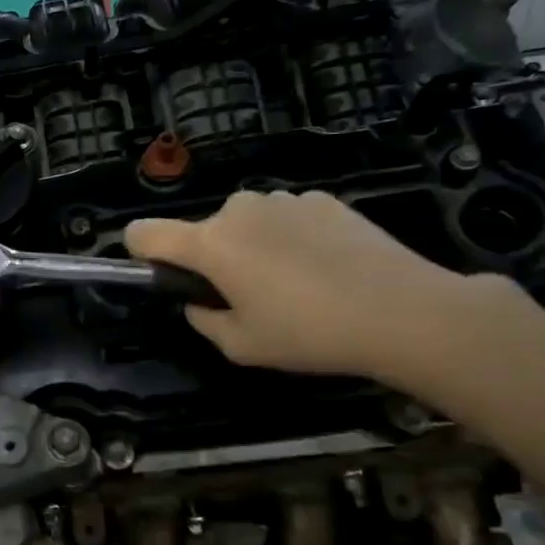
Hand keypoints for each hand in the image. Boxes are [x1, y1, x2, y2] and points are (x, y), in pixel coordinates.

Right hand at [125, 190, 496, 380]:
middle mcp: (238, 210)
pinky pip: (287, 217)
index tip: (162, 275)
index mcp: (209, 245)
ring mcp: (283, 199)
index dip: (140, 252)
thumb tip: (201, 302)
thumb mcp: (241, 346)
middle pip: (203, 230)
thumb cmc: (309, 333)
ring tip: (294, 283)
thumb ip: (204, 320)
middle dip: (213, 258)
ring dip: (254, 245)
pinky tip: (326, 268)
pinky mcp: (323, 199)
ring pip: (247, 222)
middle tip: (247, 296)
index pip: (144, 232)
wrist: (404, 311)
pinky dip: (292, 237)